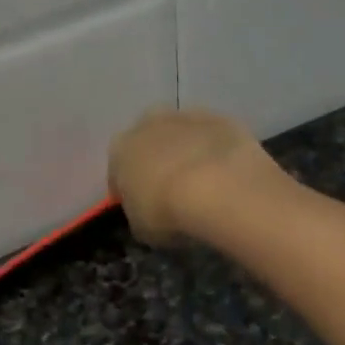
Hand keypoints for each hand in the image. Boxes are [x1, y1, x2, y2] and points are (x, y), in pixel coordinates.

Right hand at [108, 107, 289, 245]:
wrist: (218, 188)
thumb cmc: (167, 212)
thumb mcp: (141, 227)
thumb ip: (139, 213)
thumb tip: (146, 212)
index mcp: (120, 150)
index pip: (117, 172)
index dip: (129, 191)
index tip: (141, 208)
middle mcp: (148, 123)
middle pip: (149, 143)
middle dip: (157, 162)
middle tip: (172, 191)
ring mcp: (187, 117)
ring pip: (182, 135)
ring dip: (188, 153)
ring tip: (203, 184)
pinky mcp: (222, 119)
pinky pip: (214, 138)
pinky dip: (217, 153)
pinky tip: (226, 176)